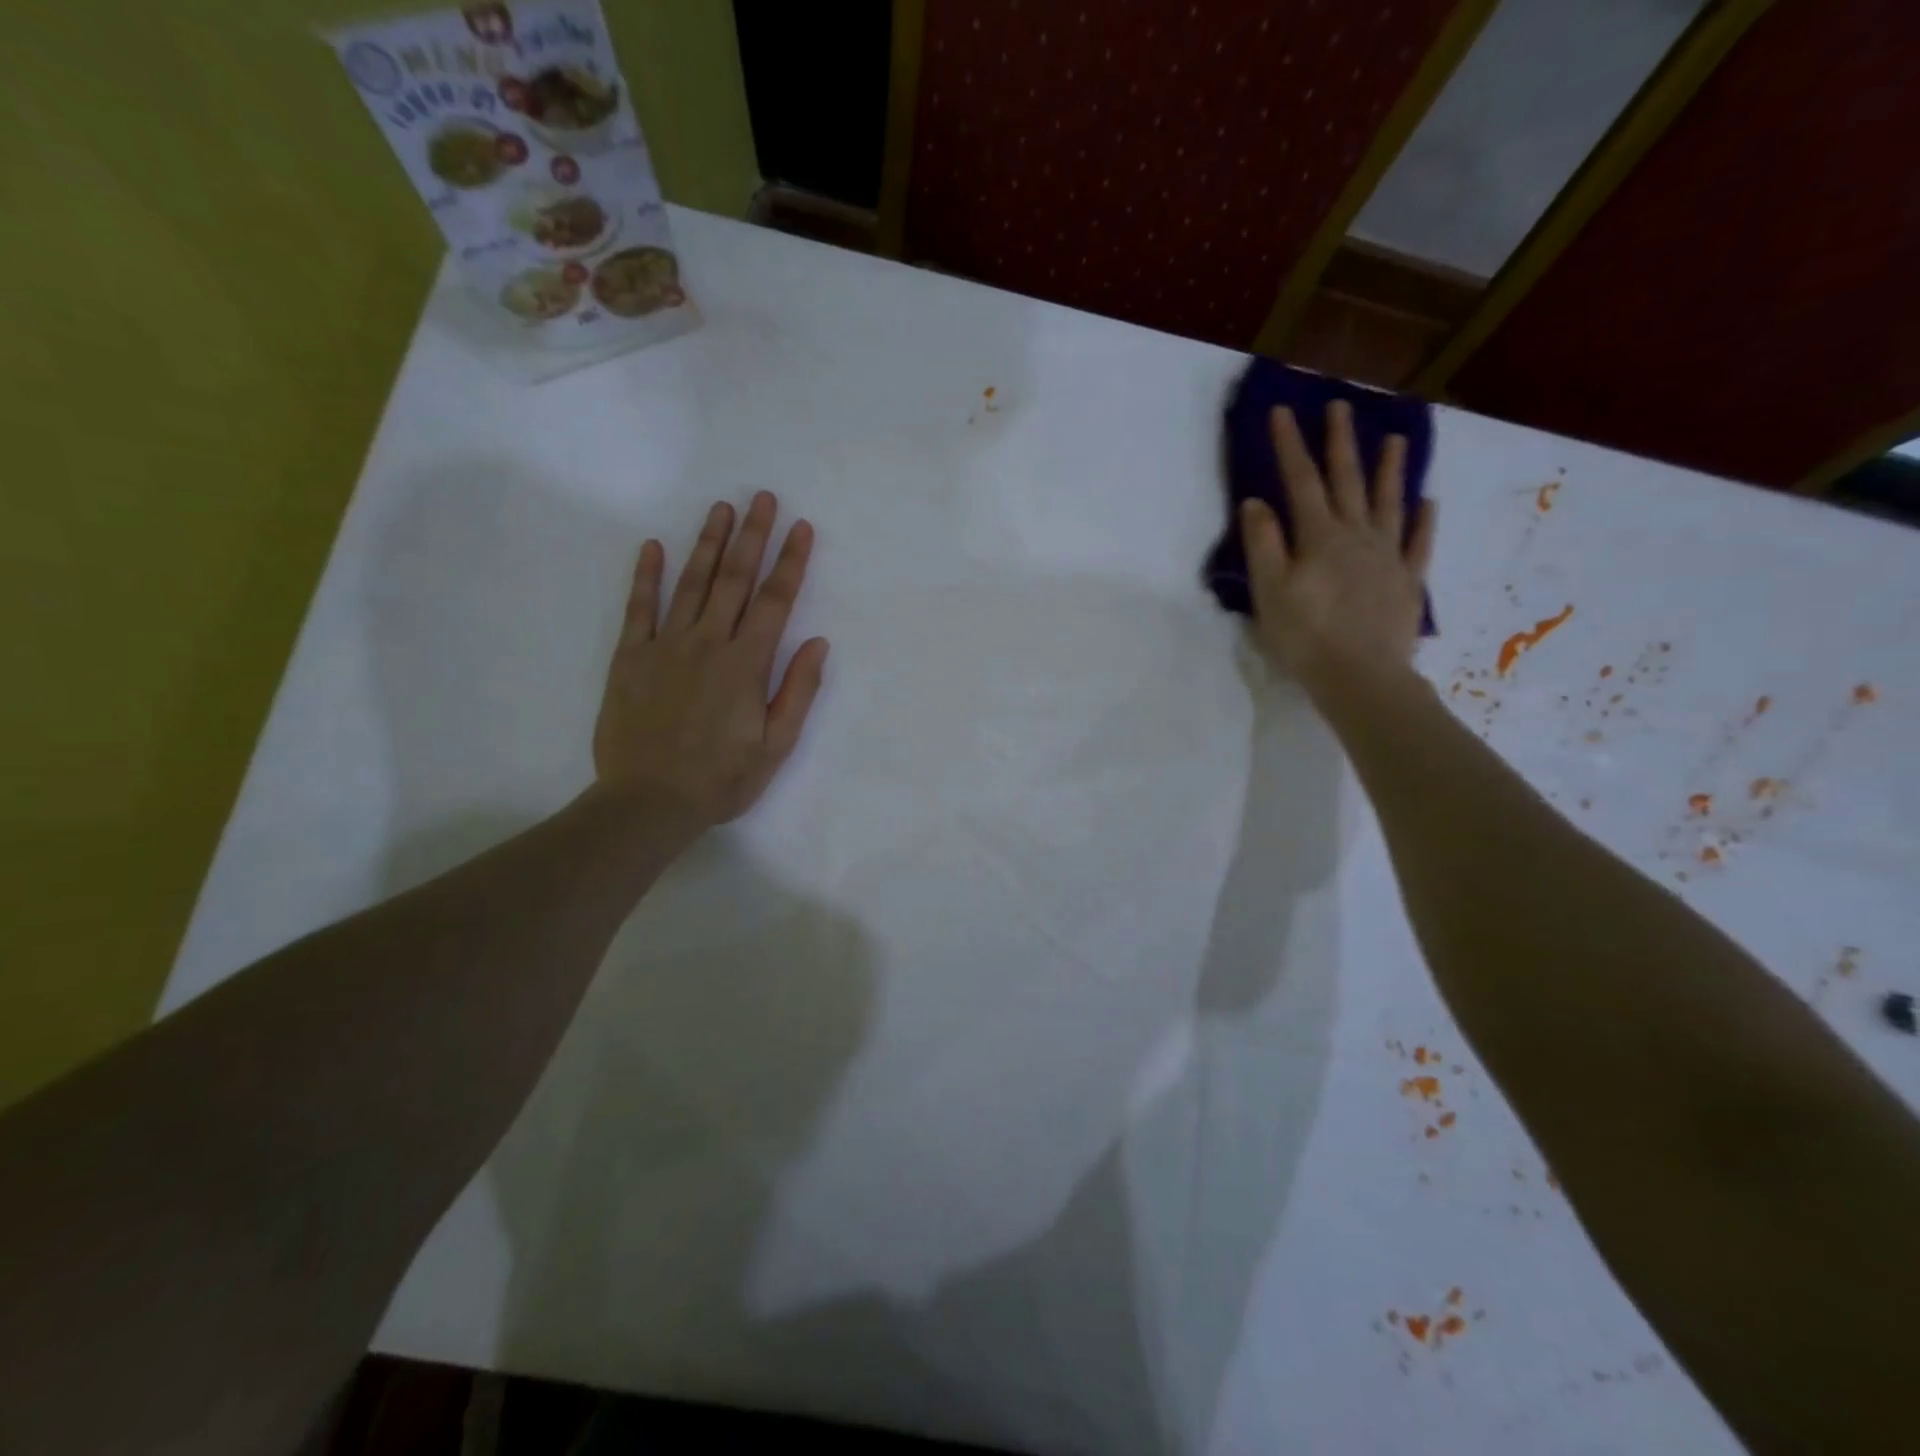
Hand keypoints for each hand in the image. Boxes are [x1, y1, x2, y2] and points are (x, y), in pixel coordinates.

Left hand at [592, 492, 829, 830]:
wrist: (648, 802)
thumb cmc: (721, 779)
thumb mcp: (776, 745)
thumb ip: (797, 690)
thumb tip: (817, 642)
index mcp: (746, 664)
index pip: (775, 601)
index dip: (791, 562)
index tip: (802, 528)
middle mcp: (708, 643)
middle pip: (735, 580)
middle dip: (753, 536)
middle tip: (763, 498)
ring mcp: (665, 646)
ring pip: (691, 583)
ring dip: (709, 544)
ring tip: (722, 509)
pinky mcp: (631, 658)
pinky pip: (639, 608)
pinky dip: (646, 576)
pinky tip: (654, 547)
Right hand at [1242, 402, 1435, 696]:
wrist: (1362, 678)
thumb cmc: (1306, 637)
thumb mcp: (1270, 592)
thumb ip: (1263, 545)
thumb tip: (1256, 502)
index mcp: (1319, 537)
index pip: (1300, 482)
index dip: (1290, 446)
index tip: (1282, 411)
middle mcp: (1357, 536)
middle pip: (1348, 481)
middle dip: (1341, 442)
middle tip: (1341, 407)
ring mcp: (1387, 557)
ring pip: (1389, 503)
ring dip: (1390, 469)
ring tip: (1395, 439)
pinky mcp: (1407, 582)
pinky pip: (1418, 543)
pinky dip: (1422, 521)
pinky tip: (1427, 503)